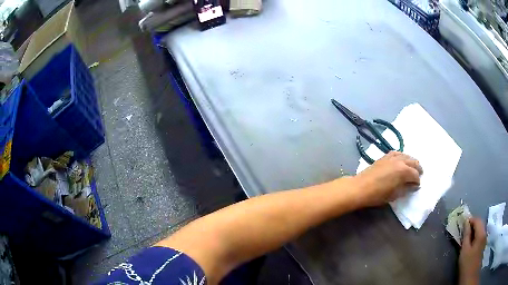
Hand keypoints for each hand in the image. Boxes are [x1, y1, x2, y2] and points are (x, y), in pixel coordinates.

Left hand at [352, 151, 422, 206]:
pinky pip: (397, 153)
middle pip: (413, 162)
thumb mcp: (395, 195)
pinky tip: (402, 160)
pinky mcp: (384, 156)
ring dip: (411, 161)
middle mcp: (400, 161)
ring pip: (406, 156)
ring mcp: (391, 157)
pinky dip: (402, 156)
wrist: (360, 187)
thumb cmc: (378, 194)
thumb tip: (414, 186)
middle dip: (418, 169)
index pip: (415, 174)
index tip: (417, 185)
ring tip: (413, 167)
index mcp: (403, 171)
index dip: (417, 181)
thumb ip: (406, 189)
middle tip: (419, 175)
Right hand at [459, 217, 485, 284]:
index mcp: (481, 233)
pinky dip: (475, 234)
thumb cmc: (467, 264)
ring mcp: (484, 239)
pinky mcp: (482, 244)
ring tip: (466, 234)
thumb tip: (466, 222)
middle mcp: (485, 233)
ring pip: (480, 229)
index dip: (470, 219)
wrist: (470, 276)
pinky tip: (470, 241)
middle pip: (480, 223)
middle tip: (463, 228)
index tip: (462, 222)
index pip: (477, 220)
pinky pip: (480, 234)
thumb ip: (466, 235)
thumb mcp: (464, 250)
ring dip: (473, 229)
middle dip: (472, 224)